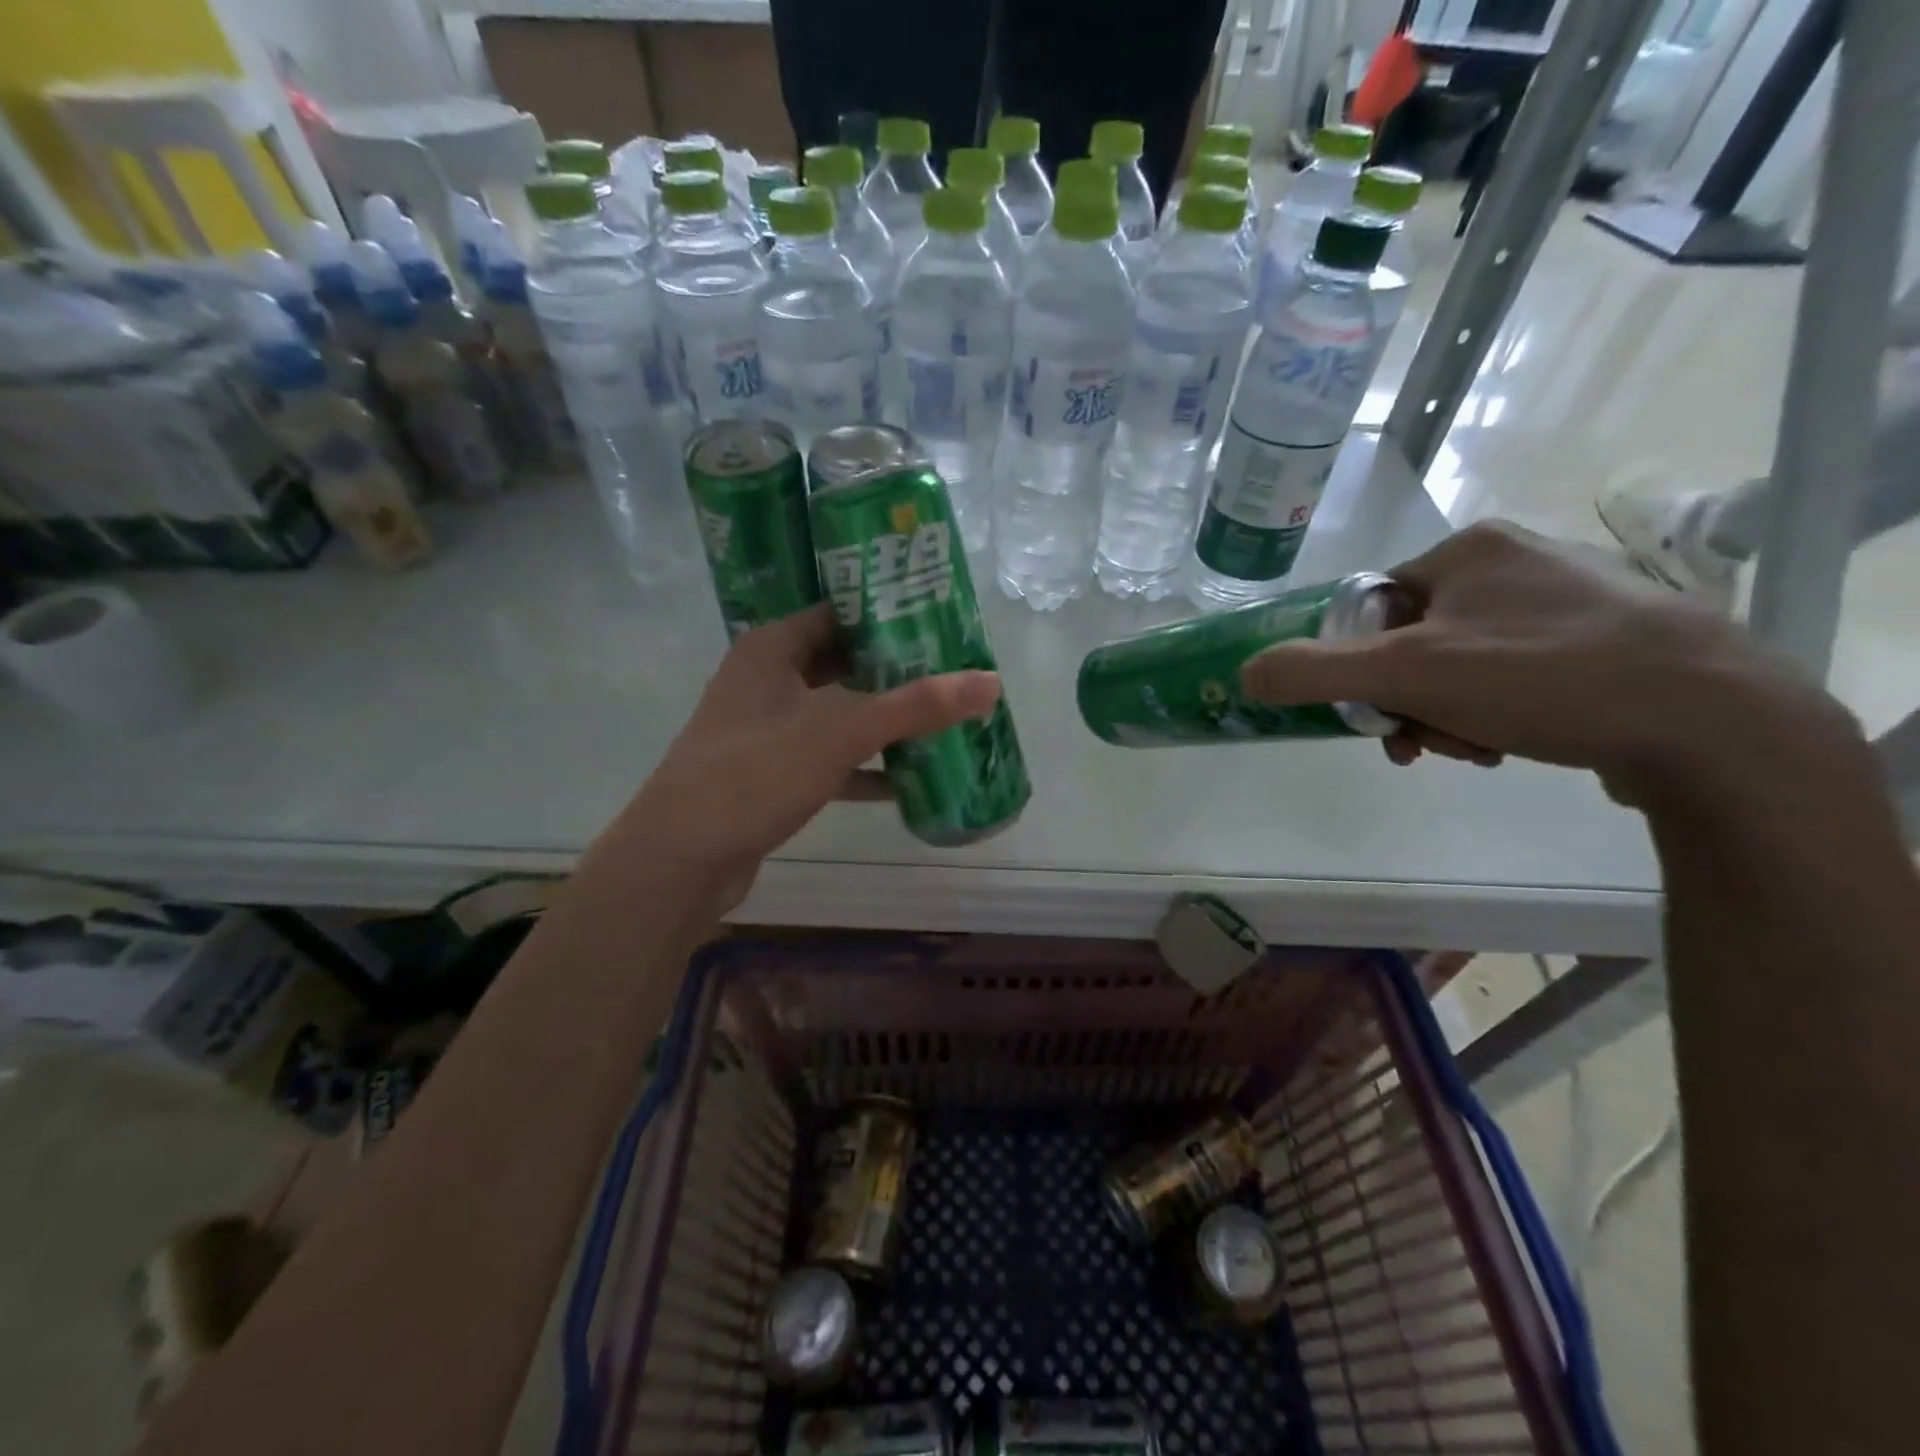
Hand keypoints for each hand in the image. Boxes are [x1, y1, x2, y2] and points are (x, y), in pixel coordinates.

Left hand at [582, 604, 1001, 911]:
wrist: (680, 861)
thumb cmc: (754, 775)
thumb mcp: (840, 733)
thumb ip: (915, 706)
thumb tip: (989, 681)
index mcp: (771, 649)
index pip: (839, 612)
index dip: (889, 612)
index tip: (943, 619)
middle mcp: (766, 681)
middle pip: (843, 663)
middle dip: (896, 671)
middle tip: (954, 671)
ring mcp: (767, 731)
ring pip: (838, 714)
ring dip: (884, 721)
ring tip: (943, 720)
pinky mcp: (772, 775)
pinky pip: (829, 759)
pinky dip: (864, 767)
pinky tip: (908, 780)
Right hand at [1239, 521, 1849, 803]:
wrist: (1712, 720)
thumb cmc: (1540, 677)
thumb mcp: (1406, 675)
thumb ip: (1314, 672)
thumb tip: (1245, 672)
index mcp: (1467, 549)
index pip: (1371, 606)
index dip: (1357, 666)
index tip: (1373, 715)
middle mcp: (1516, 561)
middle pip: (1414, 641)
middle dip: (1407, 701)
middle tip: (1422, 742)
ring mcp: (1567, 599)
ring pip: (1461, 663)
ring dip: (1446, 713)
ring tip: (1473, 749)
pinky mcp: (1606, 639)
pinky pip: (1513, 674)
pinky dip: (1495, 712)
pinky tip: (1511, 743)